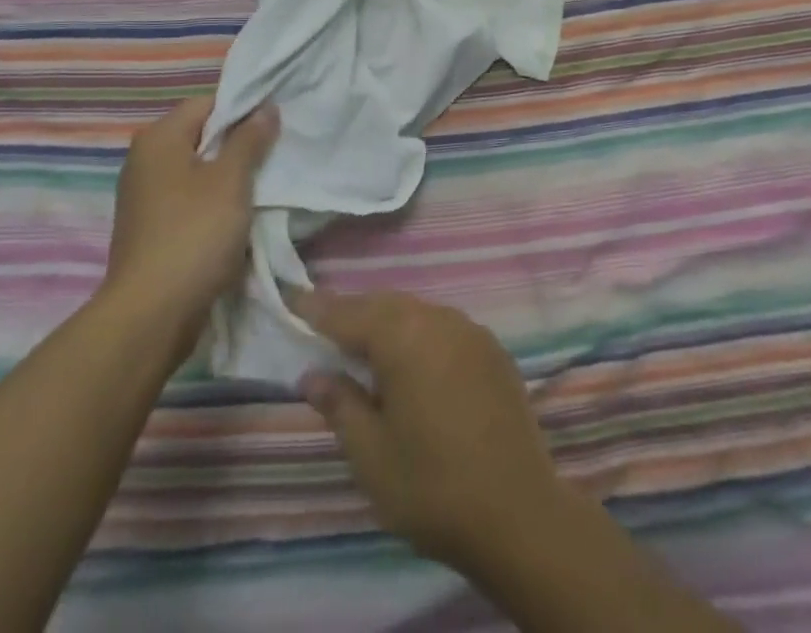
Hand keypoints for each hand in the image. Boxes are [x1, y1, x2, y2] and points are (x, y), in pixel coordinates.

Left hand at [102, 97, 277, 355]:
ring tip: (261, 187)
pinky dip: (212, 203)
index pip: (207, 104)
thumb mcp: (231, 180)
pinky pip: (188, 200)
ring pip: (197, 171)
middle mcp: (144, 160)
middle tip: (273, 156)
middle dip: (237, 145)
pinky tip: (236, 218)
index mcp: (158, 138)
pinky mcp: (150, 228)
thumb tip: (266, 107)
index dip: (242, 110)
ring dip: (227, 177)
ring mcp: (144, 197)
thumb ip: (250, 139)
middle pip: (201, 136)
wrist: (151, 315)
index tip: (273, 126)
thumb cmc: (194, 234)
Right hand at [295, 290, 563, 573]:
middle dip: (354, 312)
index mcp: (403, 337)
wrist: (519, 513)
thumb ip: (340, 405)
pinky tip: (415, 361)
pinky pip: (444, 327)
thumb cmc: (432, 486)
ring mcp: (470, 332)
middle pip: (385, 304)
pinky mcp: (493, 351)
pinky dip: (420, 334)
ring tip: (367, 345)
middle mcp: (438, 320)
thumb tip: (312, 374)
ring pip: (417, 312)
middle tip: (325, 326)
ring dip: (388, 321)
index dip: (317, 308)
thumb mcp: (370, 454)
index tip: (292, 298)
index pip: (348, 313)